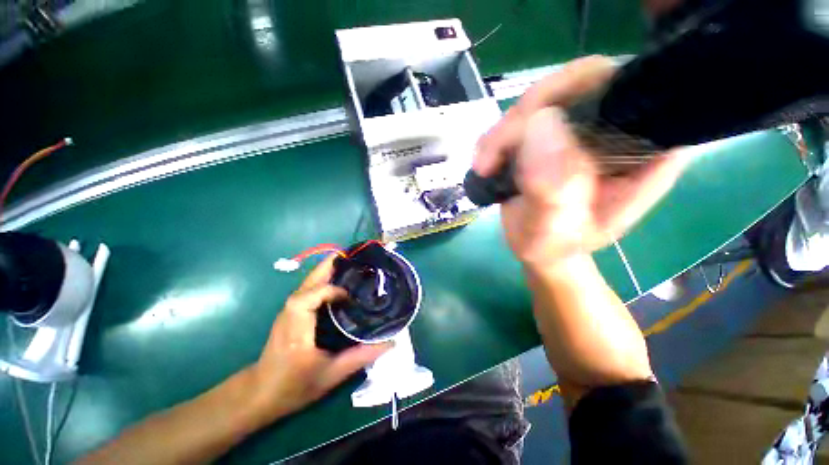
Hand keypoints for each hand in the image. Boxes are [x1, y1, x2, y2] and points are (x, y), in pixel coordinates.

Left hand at [246, 256, 391, 422]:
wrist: (259, 393)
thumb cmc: (293, 387)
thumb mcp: (331, 375)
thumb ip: (361, 357)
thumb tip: (391, 342)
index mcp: (297, 328)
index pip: (309, 296)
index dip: (331, 290)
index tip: (351, 296)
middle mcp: (290, 312)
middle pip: (309, 280)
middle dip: (332, 265)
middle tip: (356, 259)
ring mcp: (289, 310)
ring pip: (309, 281)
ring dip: (330, 270)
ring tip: (353, 267)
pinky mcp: (292, 311)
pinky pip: (311, 288)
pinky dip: (326, 280)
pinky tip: (340, 284)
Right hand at [474, 56, 688, 266]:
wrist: (537, 247)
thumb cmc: (552, 246)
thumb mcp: (551, 230)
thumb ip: (552, 189)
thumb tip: (539, 126)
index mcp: (645, 154)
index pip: (628, 93)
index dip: (580, 93)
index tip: (529, 130)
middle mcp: (620, 131)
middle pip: (579, 84)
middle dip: (526, 117)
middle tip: (492, 156)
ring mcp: (585, 128)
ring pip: (545, 98)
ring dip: (505, 131)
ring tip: (484, 166)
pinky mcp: (556, 132)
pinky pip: (525, 114)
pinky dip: (499, 136)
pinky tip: (487, 161)